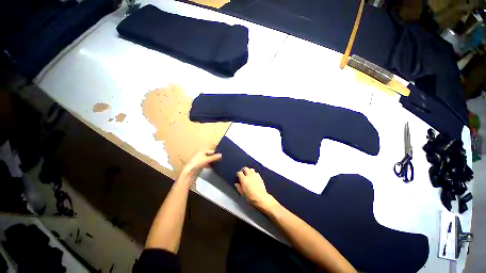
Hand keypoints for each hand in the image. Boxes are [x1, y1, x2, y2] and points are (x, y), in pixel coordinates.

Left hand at [178, 150, 221, 186]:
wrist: (189, 172)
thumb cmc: (197, 163)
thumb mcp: (207, 159)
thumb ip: (215, 157)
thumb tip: (221, 155)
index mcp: (202, 150)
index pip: (211, 150)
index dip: (216, 153)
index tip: (222, 156)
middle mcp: (201, 154)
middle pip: (210, 155)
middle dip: (215, 157)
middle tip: (221, 159)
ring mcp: (200, 159)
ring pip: (209, 159)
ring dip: (213, 161)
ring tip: (218, 163)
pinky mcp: (200, 164)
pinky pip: (207, 163)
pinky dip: (210, 165)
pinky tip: (213, 167)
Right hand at [236, 167, 276, 209]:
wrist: (260, 197)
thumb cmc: (250, 197)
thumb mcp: (242, 193)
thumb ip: (238, 187)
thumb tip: (236, 184)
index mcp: (244, 179)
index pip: (239, 173)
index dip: (238, 174)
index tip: (238, 176)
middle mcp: (249, 176)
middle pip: (245, 168)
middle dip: (243, 170)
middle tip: (242, 173)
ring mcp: (255, 175)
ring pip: (251, 169)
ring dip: (248, 170)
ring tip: (248, 174)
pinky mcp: (259, 177)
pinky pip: (255, 172)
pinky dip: (253, 173)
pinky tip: (253, 177)